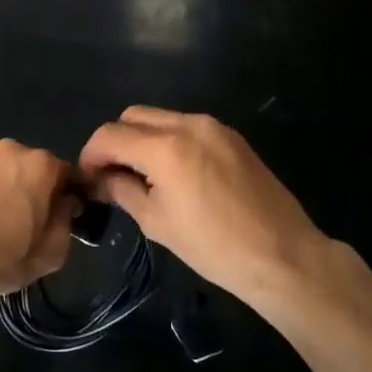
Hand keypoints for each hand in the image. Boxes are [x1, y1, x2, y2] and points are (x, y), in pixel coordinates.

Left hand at [0, 140, 78, 301]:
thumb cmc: (1, 256)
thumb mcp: (52, 252)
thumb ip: (66, 222)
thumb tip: (64, 205)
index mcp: (40, 164)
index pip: (68, 176)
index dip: (69, 199)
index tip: (64, 221)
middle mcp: (11, 150)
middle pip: (36, 171)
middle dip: (39, 192)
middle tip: (34, 227)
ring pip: (8, 174)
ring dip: (11, 192)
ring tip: (3, 226)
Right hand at [79, 107, 355, 312]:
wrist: (283, 255)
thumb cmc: (214, 247)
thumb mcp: (157, 222)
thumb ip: (122, 190)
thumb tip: (100, 179)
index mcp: (164, 147)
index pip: (110, 135)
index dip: (91, 154)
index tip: (88, 178)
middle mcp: (188, 124)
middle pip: (132, 116)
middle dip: (115, 141)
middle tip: (112, 174)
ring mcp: (214, 127)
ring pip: (160, 118)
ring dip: (142, 139)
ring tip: (143, 175)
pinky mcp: (232, 137)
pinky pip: (186, 127)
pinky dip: (169, 141)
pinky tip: (175, 174)